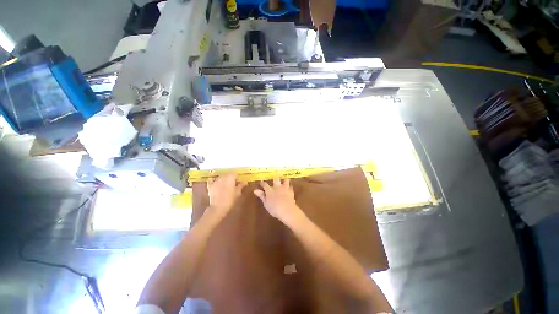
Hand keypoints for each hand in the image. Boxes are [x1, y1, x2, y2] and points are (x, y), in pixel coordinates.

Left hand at [207, 174, 245, 216]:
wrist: (218, 208)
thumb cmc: (230, 200)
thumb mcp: (238, 193)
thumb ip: (241, 186)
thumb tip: (245, 182)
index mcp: (230, 177)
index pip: (235, 174)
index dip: (237, 178)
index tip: (239, 183)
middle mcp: (223, 177)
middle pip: (228, 175)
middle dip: (230, 178)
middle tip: (233, 185)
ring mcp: (215, 181)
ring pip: (221, 177)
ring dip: (224, 180)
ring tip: (225, 186)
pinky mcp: (210, 185)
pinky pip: (213, 180)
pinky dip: (216, 182)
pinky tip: (217, 185)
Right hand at [254, 178, 302, 223]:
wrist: (287, 210)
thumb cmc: (274, 209)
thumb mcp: (266, 203)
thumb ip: (261, 196)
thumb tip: (255, 190)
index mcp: (270, 190)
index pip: (265, 184)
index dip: (262, 183)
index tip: (261, 182)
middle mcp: (277, 187)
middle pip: (276, 179)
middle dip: (275, 178)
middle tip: (274, 178)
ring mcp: (285, 188)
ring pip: (285, 180)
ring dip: (284, 180)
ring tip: (284, 180)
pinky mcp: (291, 191)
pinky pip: (290, 186)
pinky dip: (289, 186)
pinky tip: (289, 188)